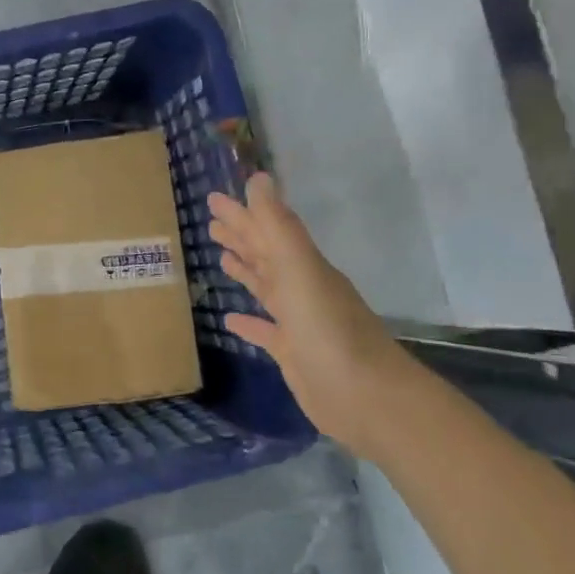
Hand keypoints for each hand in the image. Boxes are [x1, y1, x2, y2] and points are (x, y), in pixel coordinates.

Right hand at [208, 174, 409, 454]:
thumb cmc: (328, 328)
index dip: (241, 213)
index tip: (213, 198)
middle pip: (265, 255)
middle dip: (240, 236)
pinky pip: (266, 331)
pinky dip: (249, 322)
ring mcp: (298, 322)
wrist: (364, 395)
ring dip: (245, 271)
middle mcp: (301, 288)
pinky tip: (229, 318)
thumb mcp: (299, 270)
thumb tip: (258, 178)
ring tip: (220, 258)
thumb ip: (277, 226)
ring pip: (266, 288)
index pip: (266, 230)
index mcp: (303, 265)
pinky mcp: (293, 353)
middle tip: (211, 221)